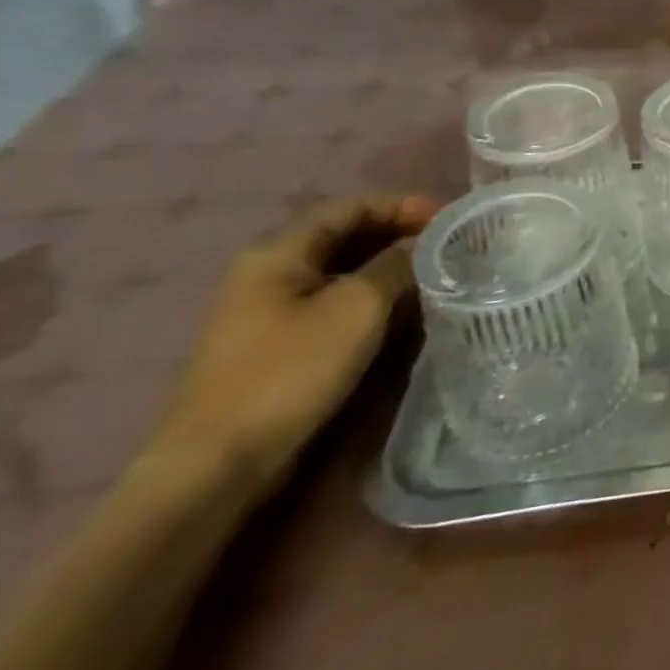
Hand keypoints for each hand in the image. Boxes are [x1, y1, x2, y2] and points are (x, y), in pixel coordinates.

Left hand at [145, 195, 436, 497]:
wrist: (219, 464)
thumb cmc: (290, 371)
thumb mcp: (358, 307)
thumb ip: (398, 265)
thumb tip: (425, 244)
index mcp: (279, 251)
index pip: (352, 206)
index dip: (404, 205)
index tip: (450, 220)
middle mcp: (269, 271)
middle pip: (346, 234)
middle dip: (400, 234)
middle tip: (450, 246)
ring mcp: (270, 310)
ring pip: (343, 270)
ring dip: (390, 267)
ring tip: (437, 275)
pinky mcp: (279, 344)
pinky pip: (335, 302)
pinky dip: (373, 296)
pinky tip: (403, 310)